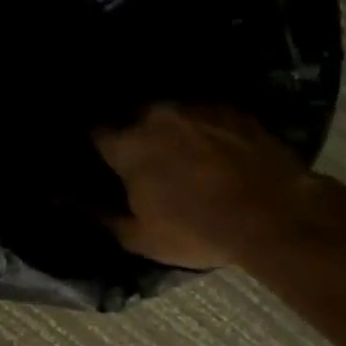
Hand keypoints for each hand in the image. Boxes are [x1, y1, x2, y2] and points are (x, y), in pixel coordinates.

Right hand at [93, 104, 321, 268]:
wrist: (276, 215)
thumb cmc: (198, 230)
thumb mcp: (141, 237)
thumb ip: (101, 215)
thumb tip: (70, 200)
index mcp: (128, 145)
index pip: (95, 132)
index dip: (95, 145)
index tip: (100, 157)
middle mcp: (156, 115)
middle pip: (131, 117)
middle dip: (131, 133)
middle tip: (141, 158)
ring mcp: (196, 107)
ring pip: (169, 113)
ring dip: (167, 128)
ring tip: (179, 151)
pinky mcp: (231, 108)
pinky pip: (203, 113)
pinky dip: (201, 127)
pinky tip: (212, 147)